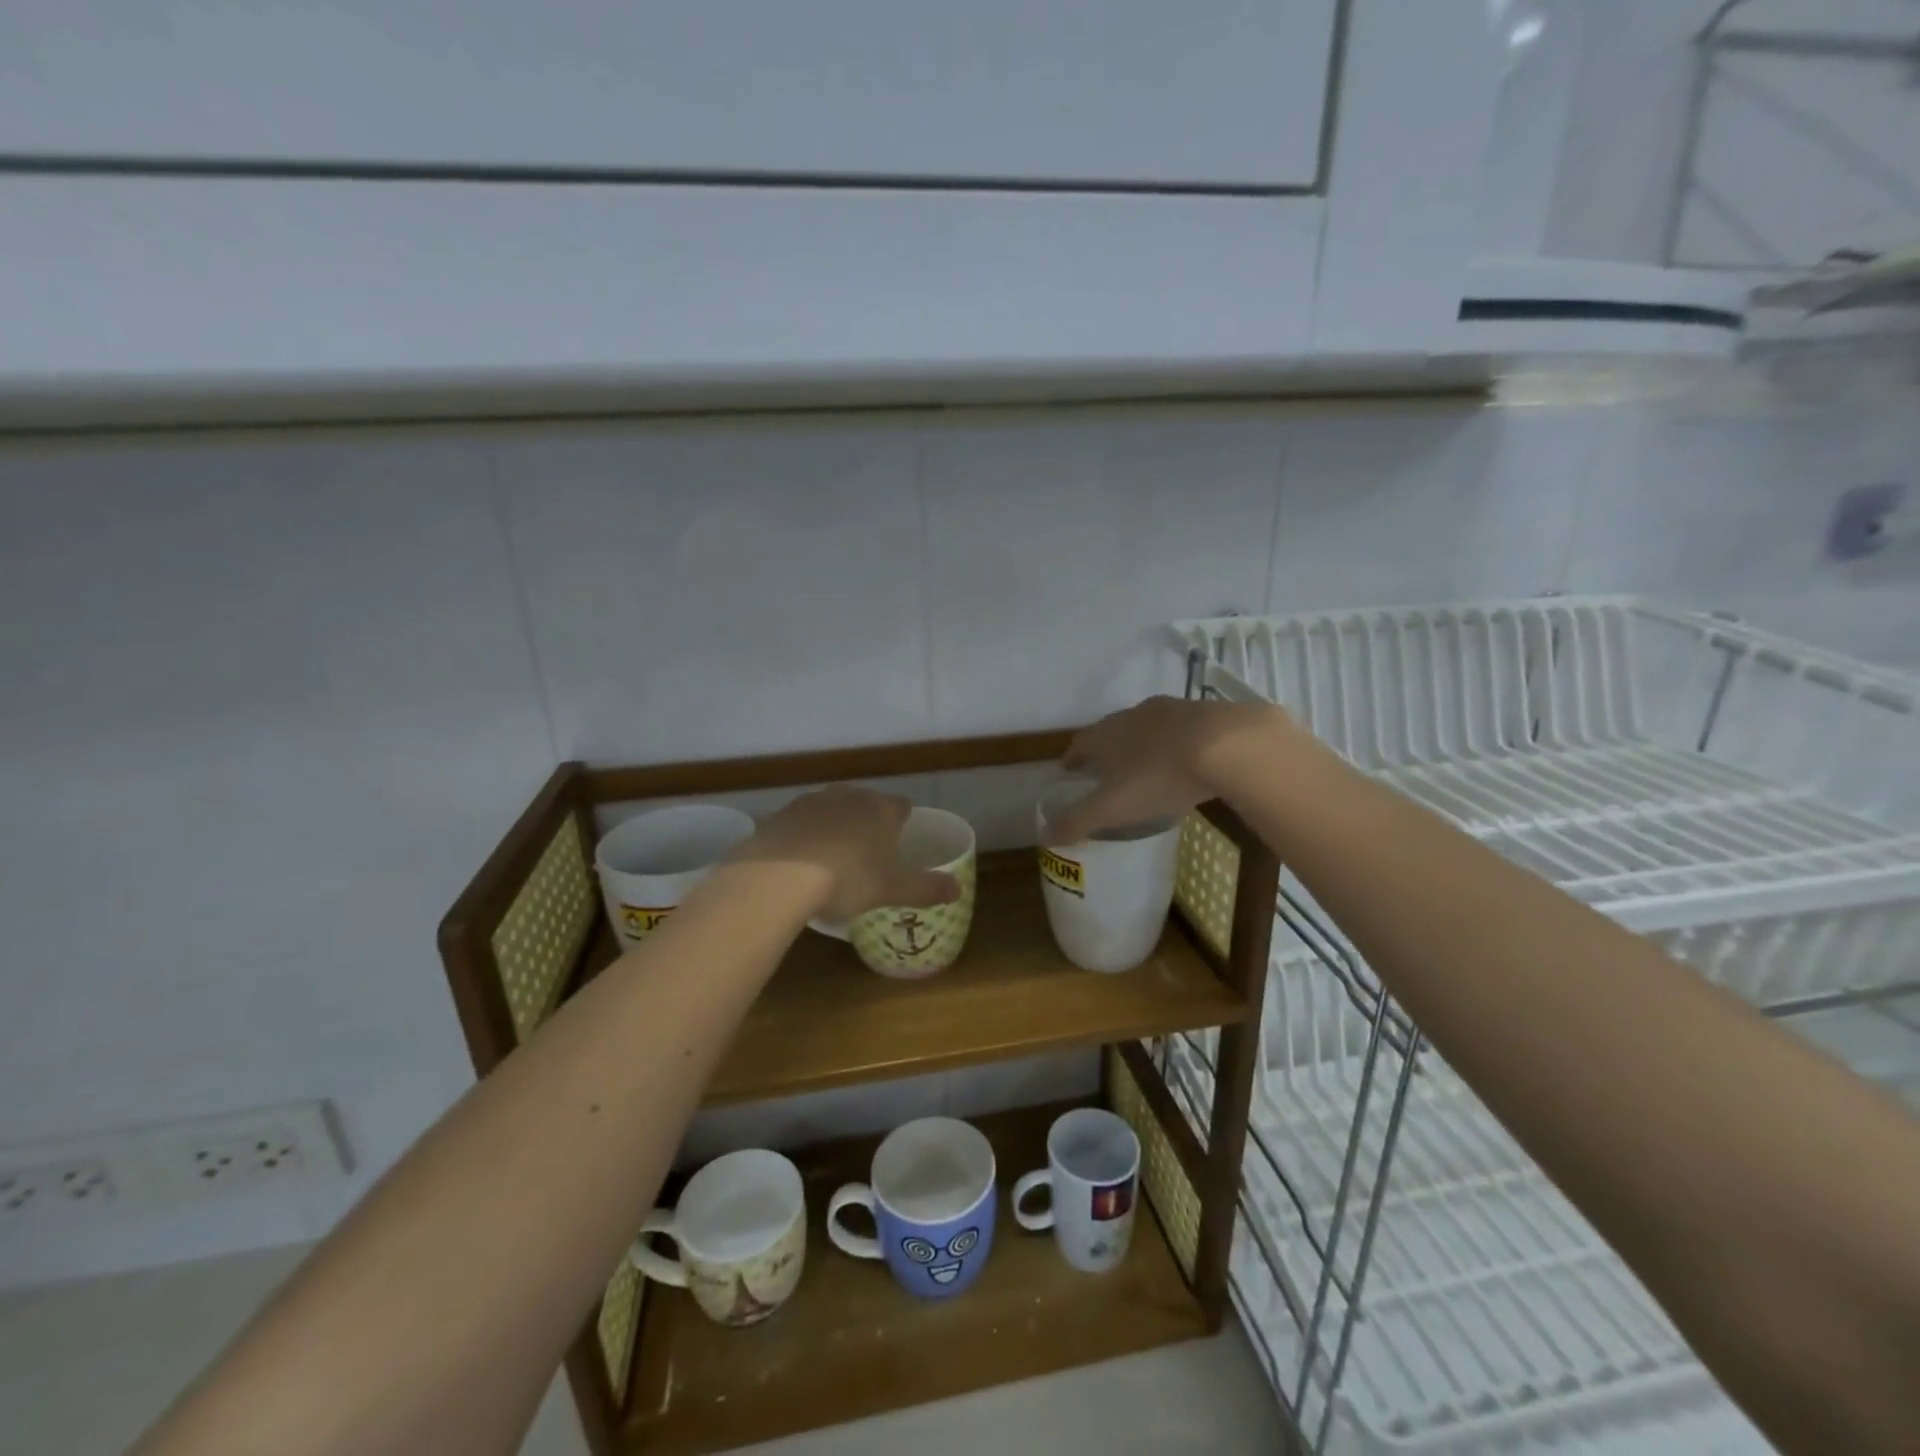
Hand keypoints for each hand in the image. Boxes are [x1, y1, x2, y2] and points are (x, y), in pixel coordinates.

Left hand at [737, 786, 960, 923]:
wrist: (780, 875)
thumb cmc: (848, 879)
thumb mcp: (893, 890)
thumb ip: (927, 888)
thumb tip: (958, 889)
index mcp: (882, 810)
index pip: (902, 806)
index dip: (904, 821)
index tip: (902, 839)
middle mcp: (849, 796)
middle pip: (866, 803)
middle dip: (869, 821)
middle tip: (868, 852)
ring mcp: (812, 801)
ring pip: (832, 808)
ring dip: (836, 825)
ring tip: (833, 856)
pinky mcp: (781, 814)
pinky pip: (801, 822)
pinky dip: (805, 835)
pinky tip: (801, 859)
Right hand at [1042, 696, 1288, 844]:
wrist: (1226, 746)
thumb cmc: (1158, 776)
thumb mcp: (1112, 807)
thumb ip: (1078, 821)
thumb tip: (1043, 835)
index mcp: (1106, 734)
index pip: (1080, 743)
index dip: (1072, 757)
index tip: (1068, 769)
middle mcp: (1134, 715)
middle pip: (1112, 730)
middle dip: (1107, 748)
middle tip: (1106, 769)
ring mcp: (1172, 710)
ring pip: (1148, 727)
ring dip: (1142, 743)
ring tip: (1145, 765)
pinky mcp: (1206, 714)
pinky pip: (1182, 730)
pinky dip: (1177, 744)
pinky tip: (1187, 760)